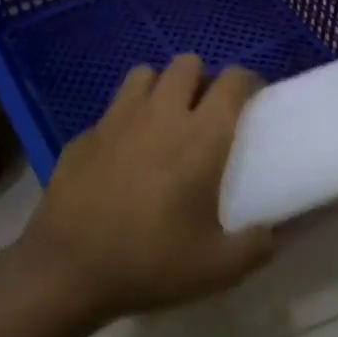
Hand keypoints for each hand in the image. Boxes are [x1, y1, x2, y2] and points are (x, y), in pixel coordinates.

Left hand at [22, 54, 274, 319]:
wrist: (66, 272)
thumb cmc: (151, 262)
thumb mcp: (218, 269)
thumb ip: (256, 246)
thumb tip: (271, 234)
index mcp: (202, 137)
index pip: (233, 81)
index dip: (248, 82)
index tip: (253, 100)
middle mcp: (161, 115)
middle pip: (186, 63)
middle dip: (202, 78)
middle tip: (206, 112)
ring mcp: (116, 121)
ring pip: (144, 75)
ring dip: (160, 88)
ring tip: (164, 121)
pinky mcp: (83, 136)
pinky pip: (111, 111)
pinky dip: (124, 121)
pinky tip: (122, 155)